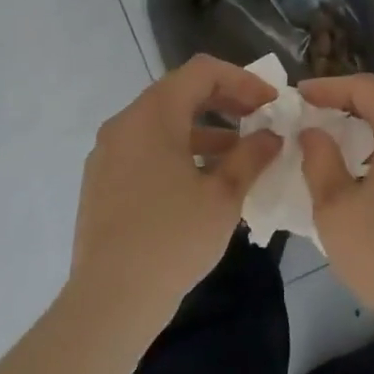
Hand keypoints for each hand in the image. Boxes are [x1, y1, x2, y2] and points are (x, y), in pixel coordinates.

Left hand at [70, 55, 280, 337]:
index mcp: (153, 116)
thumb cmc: (173, 239)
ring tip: (239, 153)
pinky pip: (146, 148)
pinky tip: (203, 181)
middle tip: (259, 119)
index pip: (202, 71)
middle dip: (225, 101)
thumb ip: (251, 156)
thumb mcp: (224, 196)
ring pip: (163, 123)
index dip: (242, 79)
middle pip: (180, 92)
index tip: (271, 102)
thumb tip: (271, 136)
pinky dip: (179, 150)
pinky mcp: (102, 181)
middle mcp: (124, 124)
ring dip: (204, 129)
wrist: (109, 301)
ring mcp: (108, 153)